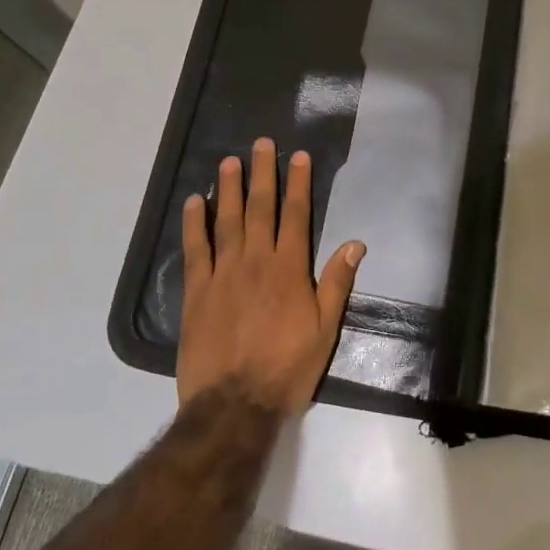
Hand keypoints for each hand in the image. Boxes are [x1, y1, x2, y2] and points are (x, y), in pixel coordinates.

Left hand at [177, 137, 365, 414]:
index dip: (298, 184)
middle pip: (260, 208)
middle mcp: (257, 261)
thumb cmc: (286, 369)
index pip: (296, 215)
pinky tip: (195, 202)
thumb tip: (355, 243)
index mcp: (289, 269)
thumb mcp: (324, 330)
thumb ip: (336, 283)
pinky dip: (195, 223)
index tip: (298, 157)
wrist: (234, 405)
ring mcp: (223, 274)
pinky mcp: (197, 291)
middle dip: (263, 174)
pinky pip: (195, 249)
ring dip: (229, 189)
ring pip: (227, 221)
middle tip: (261, 144)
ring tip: (229, 161)